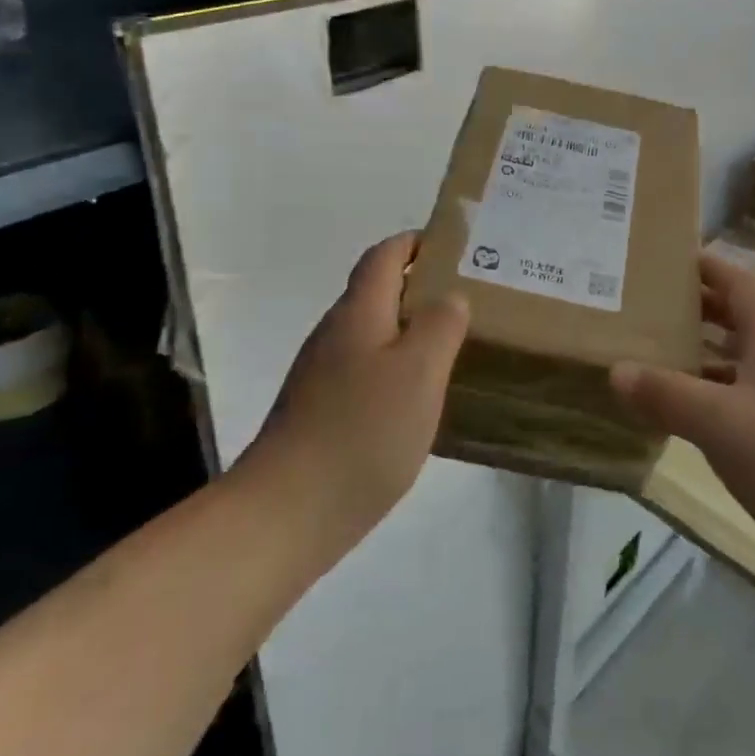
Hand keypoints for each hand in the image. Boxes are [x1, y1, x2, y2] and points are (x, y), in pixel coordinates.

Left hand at [253, 233, 468, 546]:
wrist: (286, 513)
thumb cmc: (362, 431)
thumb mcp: (419, 372)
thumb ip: (440, 325)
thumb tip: (450, 297)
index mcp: (358, 313)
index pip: (384, 256)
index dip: (415, 242)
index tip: (454, 247)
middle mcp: (334, 334)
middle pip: (376, 292)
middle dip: (419, 287)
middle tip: (467, 300)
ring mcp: (321, 375)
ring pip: (372, 334)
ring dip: (408, 330)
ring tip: (451, 347)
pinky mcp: (318, 411)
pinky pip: (364, 371)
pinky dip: (394, 368)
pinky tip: (416, 400)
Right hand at [612, 254, 754, 597]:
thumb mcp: (720, 422)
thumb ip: (666, 394)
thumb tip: (616, 370)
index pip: (738, 279)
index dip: (703, 265)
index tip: (658, 260)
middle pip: (737, 316)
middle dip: (693, 308)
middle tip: (641, 306)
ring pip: (737, 361)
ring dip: (698, 355)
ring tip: (647, 353)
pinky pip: (741, 401)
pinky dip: (709, 398)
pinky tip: (677, 413)